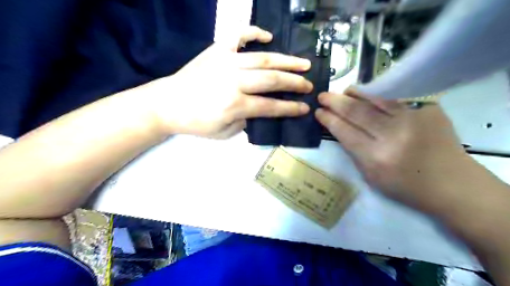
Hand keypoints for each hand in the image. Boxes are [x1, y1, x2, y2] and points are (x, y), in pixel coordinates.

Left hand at [141, 26, 312, 138]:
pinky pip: (238, 36)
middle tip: (309, 85)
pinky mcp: (217, 50)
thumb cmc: (195, 123)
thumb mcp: (223, 133)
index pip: (271, 106)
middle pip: (272, 80)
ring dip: (286, 61)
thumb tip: (258, 110)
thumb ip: (246, 121)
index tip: (305, 107)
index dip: (290, 108)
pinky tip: (268, 36)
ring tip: (303, 63)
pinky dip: (254, 33)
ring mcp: (226, 61)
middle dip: (294, 83)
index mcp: (235, 104)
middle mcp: (234, 80)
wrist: (167, 104)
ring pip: (263, 58)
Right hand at [317, 90, 469, 212]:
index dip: (329, 119)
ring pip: (374, 98)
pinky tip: (366, 94)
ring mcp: (412, 118)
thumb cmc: (405, 186)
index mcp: (376, 158)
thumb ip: (353, 150)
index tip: (318, 112)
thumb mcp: (370, 176)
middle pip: (356, 111)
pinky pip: (394, 95)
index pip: (344, 131)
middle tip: (322, 96)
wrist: (452, 183)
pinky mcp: (427, 108)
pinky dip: (376, 94)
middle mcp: (392, 135)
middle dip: (335, 102)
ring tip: (342, 92)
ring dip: (354, 93)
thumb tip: (338, 127)